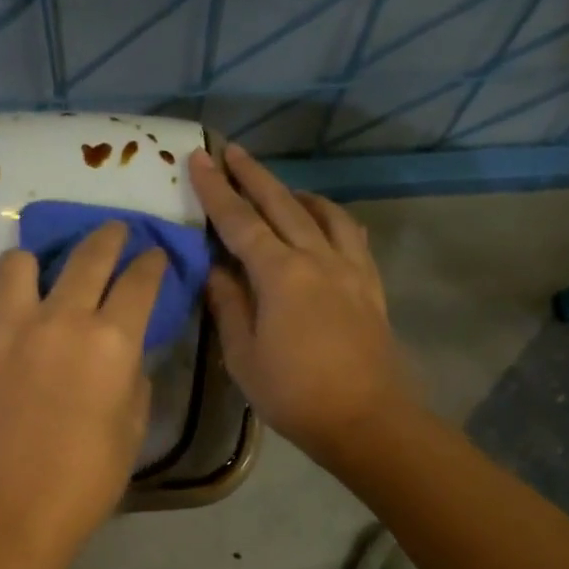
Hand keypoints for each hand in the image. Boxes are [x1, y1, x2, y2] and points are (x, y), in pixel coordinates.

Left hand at [0, 222, 165, 553]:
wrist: (12, 511)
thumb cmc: (86, 479)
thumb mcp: (132, 427)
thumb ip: (133, 376)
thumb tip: (124, 351)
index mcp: (111, 340)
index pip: (140, 280)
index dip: (152, 263)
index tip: (154, 255)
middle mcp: (60, 319)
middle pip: (89, 254)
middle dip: (109, 236)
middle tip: (113, 233)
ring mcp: (6, 328)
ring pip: (18, 262)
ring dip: (36, 266)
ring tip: (39, 282)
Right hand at [192, 143, 407, 461]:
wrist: (365, 418)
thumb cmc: (293, 393)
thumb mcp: (243, 355)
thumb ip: (228, 305)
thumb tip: (216, 269)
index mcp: (280, 274)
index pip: (240, 221)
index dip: (216, 190)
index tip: (199, 158)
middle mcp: (316, 257)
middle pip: (281, 204)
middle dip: (253, 175)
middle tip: (231, 150)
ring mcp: (349, 268)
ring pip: (322, 213)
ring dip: (295, 193)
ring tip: (278, 187)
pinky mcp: (369, 285)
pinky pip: (351, 235)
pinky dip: (331, 218)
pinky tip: (324, 222)